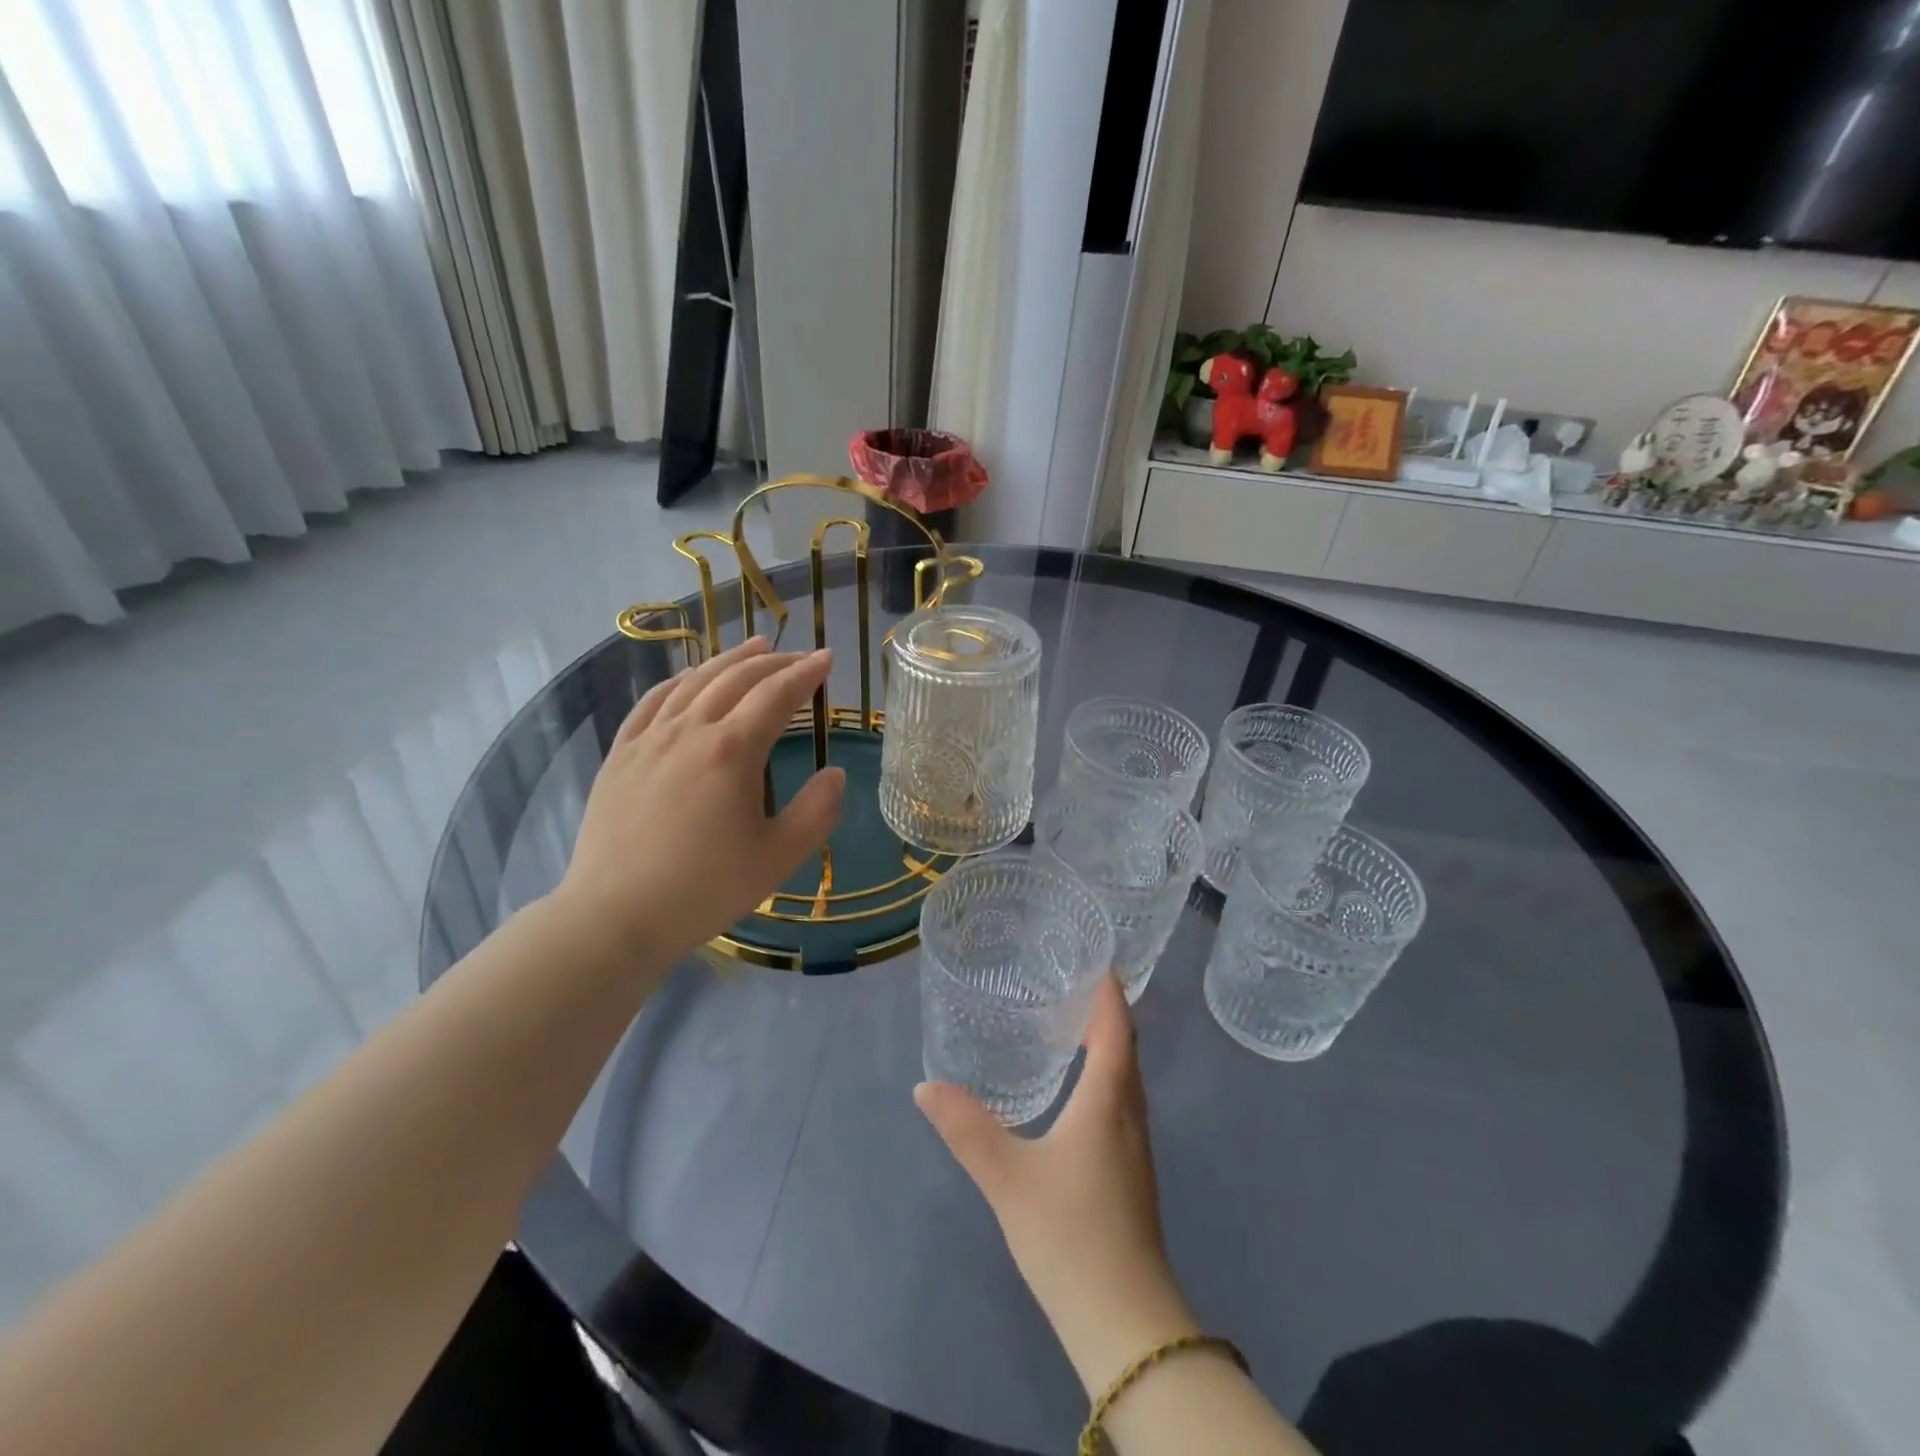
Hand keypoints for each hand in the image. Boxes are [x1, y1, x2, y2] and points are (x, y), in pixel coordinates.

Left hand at [555, 637, 844, 964]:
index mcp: (732, 751)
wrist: (614, 916)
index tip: (827, 658)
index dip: (806, 673)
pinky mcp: (621, 755)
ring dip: (729, 660)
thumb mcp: (778, 858)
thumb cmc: (704, 889)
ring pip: (694, 681)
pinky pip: (652, 702)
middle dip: (773, 661)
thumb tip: (836, 774)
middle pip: (736, 678)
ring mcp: (649, 739)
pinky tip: (688, 678)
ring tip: (754, 646)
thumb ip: (817, 812)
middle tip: (799, 655)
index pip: (777, 695)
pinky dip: (678, 681)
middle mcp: (690, 731)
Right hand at [916, 976, 1198, 1392]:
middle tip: (1068, 983)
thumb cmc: (1070, 1235)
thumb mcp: (1008, 1178)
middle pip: (1125, 1049)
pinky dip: (1104, 1078)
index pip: (1116, 1027)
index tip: (1093, 957)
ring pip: (1125, 1079)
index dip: (1108, 991)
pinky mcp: (1131, 1175)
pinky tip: (1076, 1092)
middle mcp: (1129, 1114)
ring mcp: (1135, 1148)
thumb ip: (967, 1129)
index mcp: (1108, 1100)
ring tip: (1068, 1025)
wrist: (1125, 1323)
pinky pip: (1121, 1104)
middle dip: (1103, 1012)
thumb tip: (925, 1086)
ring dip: (1106, 1046)